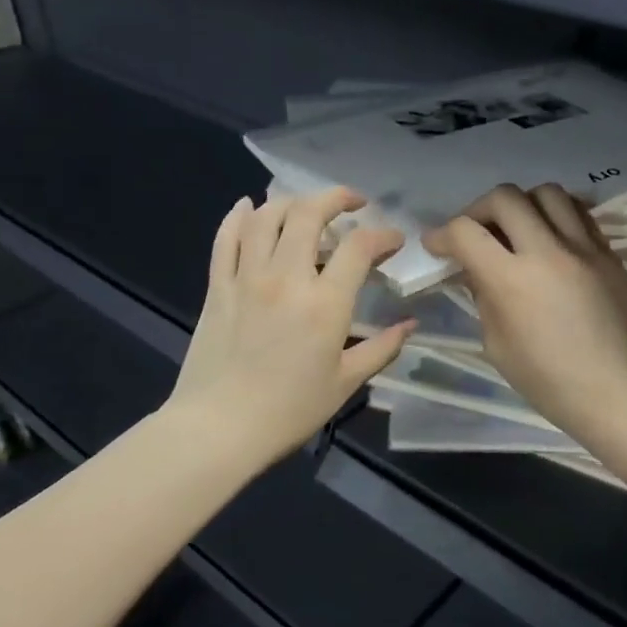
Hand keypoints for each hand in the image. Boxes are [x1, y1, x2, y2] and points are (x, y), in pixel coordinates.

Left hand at [169, 187, 413, 466]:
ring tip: (306, 208)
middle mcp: (286, 277)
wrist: (220, 427)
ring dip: (290, 202)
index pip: (359, 247)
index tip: (393, 241)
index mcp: (325, 303)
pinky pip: (225, 238)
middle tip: (352, 205)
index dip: (382, 235)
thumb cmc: (289, 410)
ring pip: (266, 216)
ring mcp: (247, 277)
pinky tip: (247, 206)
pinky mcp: (218, 286)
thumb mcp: (345, 383)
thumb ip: (381, 349)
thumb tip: (409, 325)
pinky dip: (238, 216)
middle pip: (309, 214)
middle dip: (336, 199)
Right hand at [425, 183, 626, 435]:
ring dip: (522, 205)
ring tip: (517, 229)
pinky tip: (550, 236)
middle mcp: (547, 251)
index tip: (437, 246)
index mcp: (511, 280)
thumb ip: (484, 297)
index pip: (466, 231)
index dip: (442, 235)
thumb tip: (476, 268)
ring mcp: (583, 247)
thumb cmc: (548, 381)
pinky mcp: (608, 252)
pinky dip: (556, 214)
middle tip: (475, 234)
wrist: (616, 390)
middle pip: (504, 197)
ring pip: (546, 192)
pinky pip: (578, 212)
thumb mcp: (498, 344)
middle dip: (479, 210)